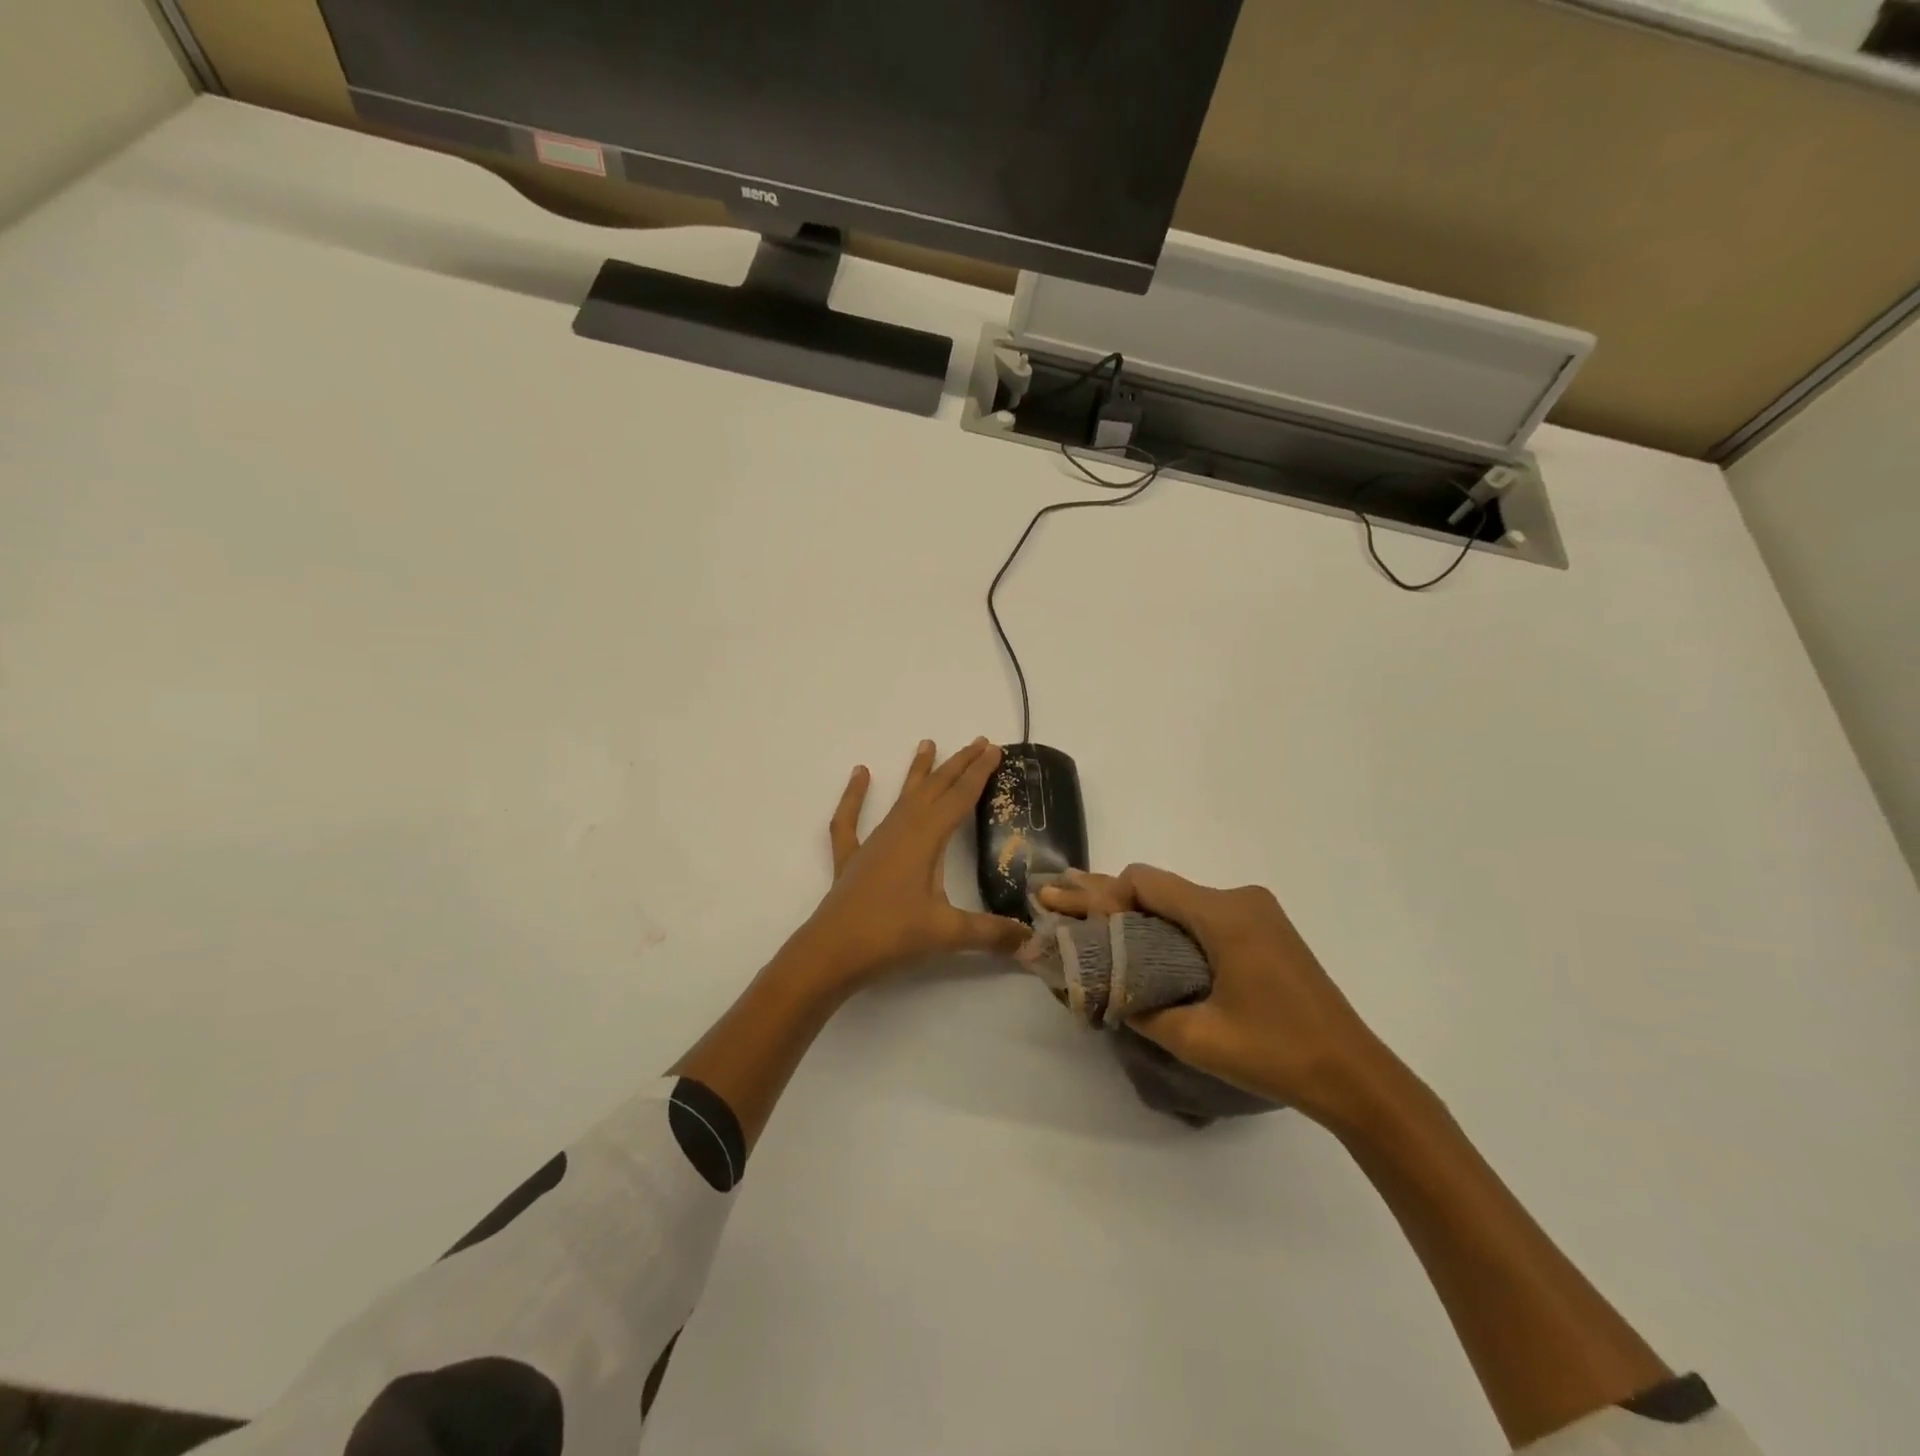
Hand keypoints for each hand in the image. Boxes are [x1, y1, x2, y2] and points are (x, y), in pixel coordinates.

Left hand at [793, 739, 1029, 989]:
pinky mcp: (853, 858)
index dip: (979, 773)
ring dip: (918, 772)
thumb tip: (1032, 940)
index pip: (959, 798)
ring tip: (927, 743)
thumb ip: (991, 933)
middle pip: (934, 789)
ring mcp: (873, 842)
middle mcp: (900, 830)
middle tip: (978, 741)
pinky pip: (851, 819)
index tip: (994, 749)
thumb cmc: (891, 935)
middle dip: (957, 765)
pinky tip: (861, 774)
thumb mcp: (947, 933)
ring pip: (902, 798)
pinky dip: (855, 796)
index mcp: (925, 839)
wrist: (832, 952)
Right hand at [1038, 865, 1387, 1122]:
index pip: (1145, 882)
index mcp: (1223, 915)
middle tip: (1059, 904)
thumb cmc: (1277, 1054)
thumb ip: (1140, 1006)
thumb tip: (1102, 987)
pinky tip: (1142, 942)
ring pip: (1179, 901)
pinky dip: (1167, 926)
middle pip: (1160, 887)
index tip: (1077, 926)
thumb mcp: (1197, 1038)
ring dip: (1138, 914)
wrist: (1356, 1076)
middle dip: (1109, 900)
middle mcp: (1238, 899)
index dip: (1103, 897)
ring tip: (1091, 925)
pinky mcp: (1264, 930)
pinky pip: (1202, 916)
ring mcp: (1256, 912)